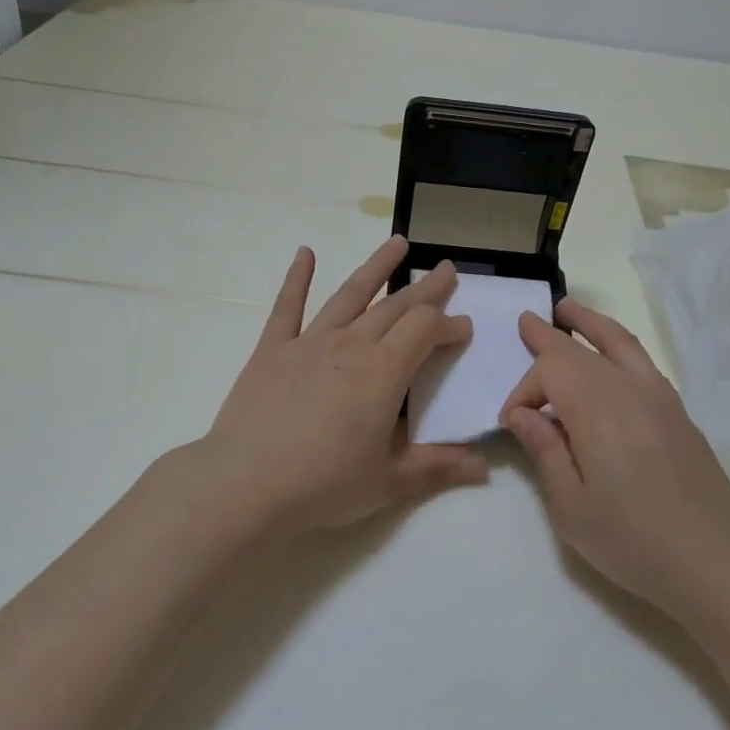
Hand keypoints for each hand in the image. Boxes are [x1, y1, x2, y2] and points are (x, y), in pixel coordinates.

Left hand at [185, 237, 487, 535]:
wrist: (244, 486)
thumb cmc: (324, 485)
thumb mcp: (390, 481)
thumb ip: (439, 467)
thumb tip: (485, 467)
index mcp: (384, 372)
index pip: (426, 331)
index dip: (449, 325)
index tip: (464, 328)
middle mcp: (351, 345)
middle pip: (396, 306)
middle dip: (426, 288)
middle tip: (447, 269)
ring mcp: (308, 342)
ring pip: (350, 294)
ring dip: (377, 267)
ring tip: (398, 243)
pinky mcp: (271, 350)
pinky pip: (287, 307)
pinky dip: (297, 278)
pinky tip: (305, 253)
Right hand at [502, 299, 729, 625]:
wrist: (716, 562)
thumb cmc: (632, 540)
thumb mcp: (570, 506)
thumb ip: (544, 450)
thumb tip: (522, 413)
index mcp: (597, 408)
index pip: (550, 370)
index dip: (524, 389)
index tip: (512, 422)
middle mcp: (629, 389)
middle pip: (582, 349)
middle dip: (549, 336)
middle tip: (526, 320)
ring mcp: (660, 397)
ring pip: (620, 342)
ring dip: (590, 324)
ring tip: (568, 309)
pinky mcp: (680, 413)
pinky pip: (641, 362)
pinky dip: (618, 347)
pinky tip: (610, 359)